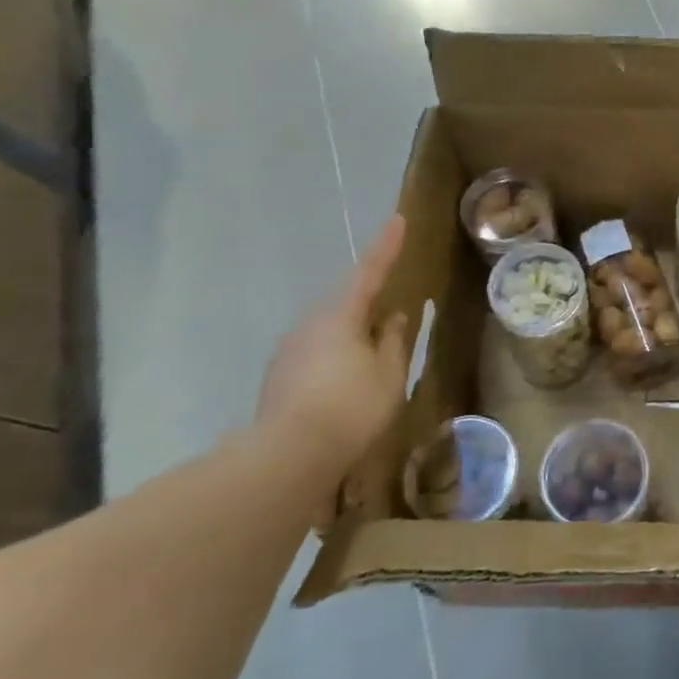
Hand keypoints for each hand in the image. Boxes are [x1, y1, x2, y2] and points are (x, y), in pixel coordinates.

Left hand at [255, 216, 417, 474]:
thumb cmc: (350, 408)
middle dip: (369, 297)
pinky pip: (318, 351)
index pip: (369, 271)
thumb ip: (394, 341)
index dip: (386, 246)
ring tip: (376, 347)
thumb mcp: (388, 374)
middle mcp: (310, 324)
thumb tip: (395, 317)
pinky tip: (349, 377)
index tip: (398, 219)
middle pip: (345, 300)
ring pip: (330, 327)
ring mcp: (290, 350)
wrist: (285, 458)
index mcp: (340, 315)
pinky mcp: (280, 376)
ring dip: (353, 330)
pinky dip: (338, 353)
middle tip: (393, 300)